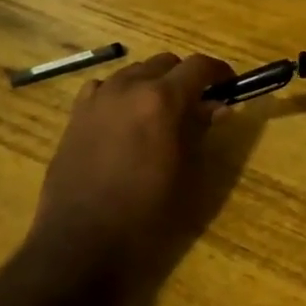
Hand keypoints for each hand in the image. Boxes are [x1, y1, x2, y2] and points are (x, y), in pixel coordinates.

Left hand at [31, 51, 234, 281]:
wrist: (81, 242)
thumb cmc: (145, 214)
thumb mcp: (186, 175)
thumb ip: (200, 131)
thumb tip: (217, 107)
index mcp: (161, 99)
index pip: (198, 66)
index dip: (219, 72)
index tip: (230, 85)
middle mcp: (128, 87)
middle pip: (165, 63)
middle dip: (185, 77)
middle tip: (197, 104)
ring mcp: (97, 98)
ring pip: (133, 71)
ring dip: (152, 83)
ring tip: (159, 112)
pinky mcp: (75, 115)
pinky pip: (102, 88)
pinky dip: (119, 93)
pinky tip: (123, 118)